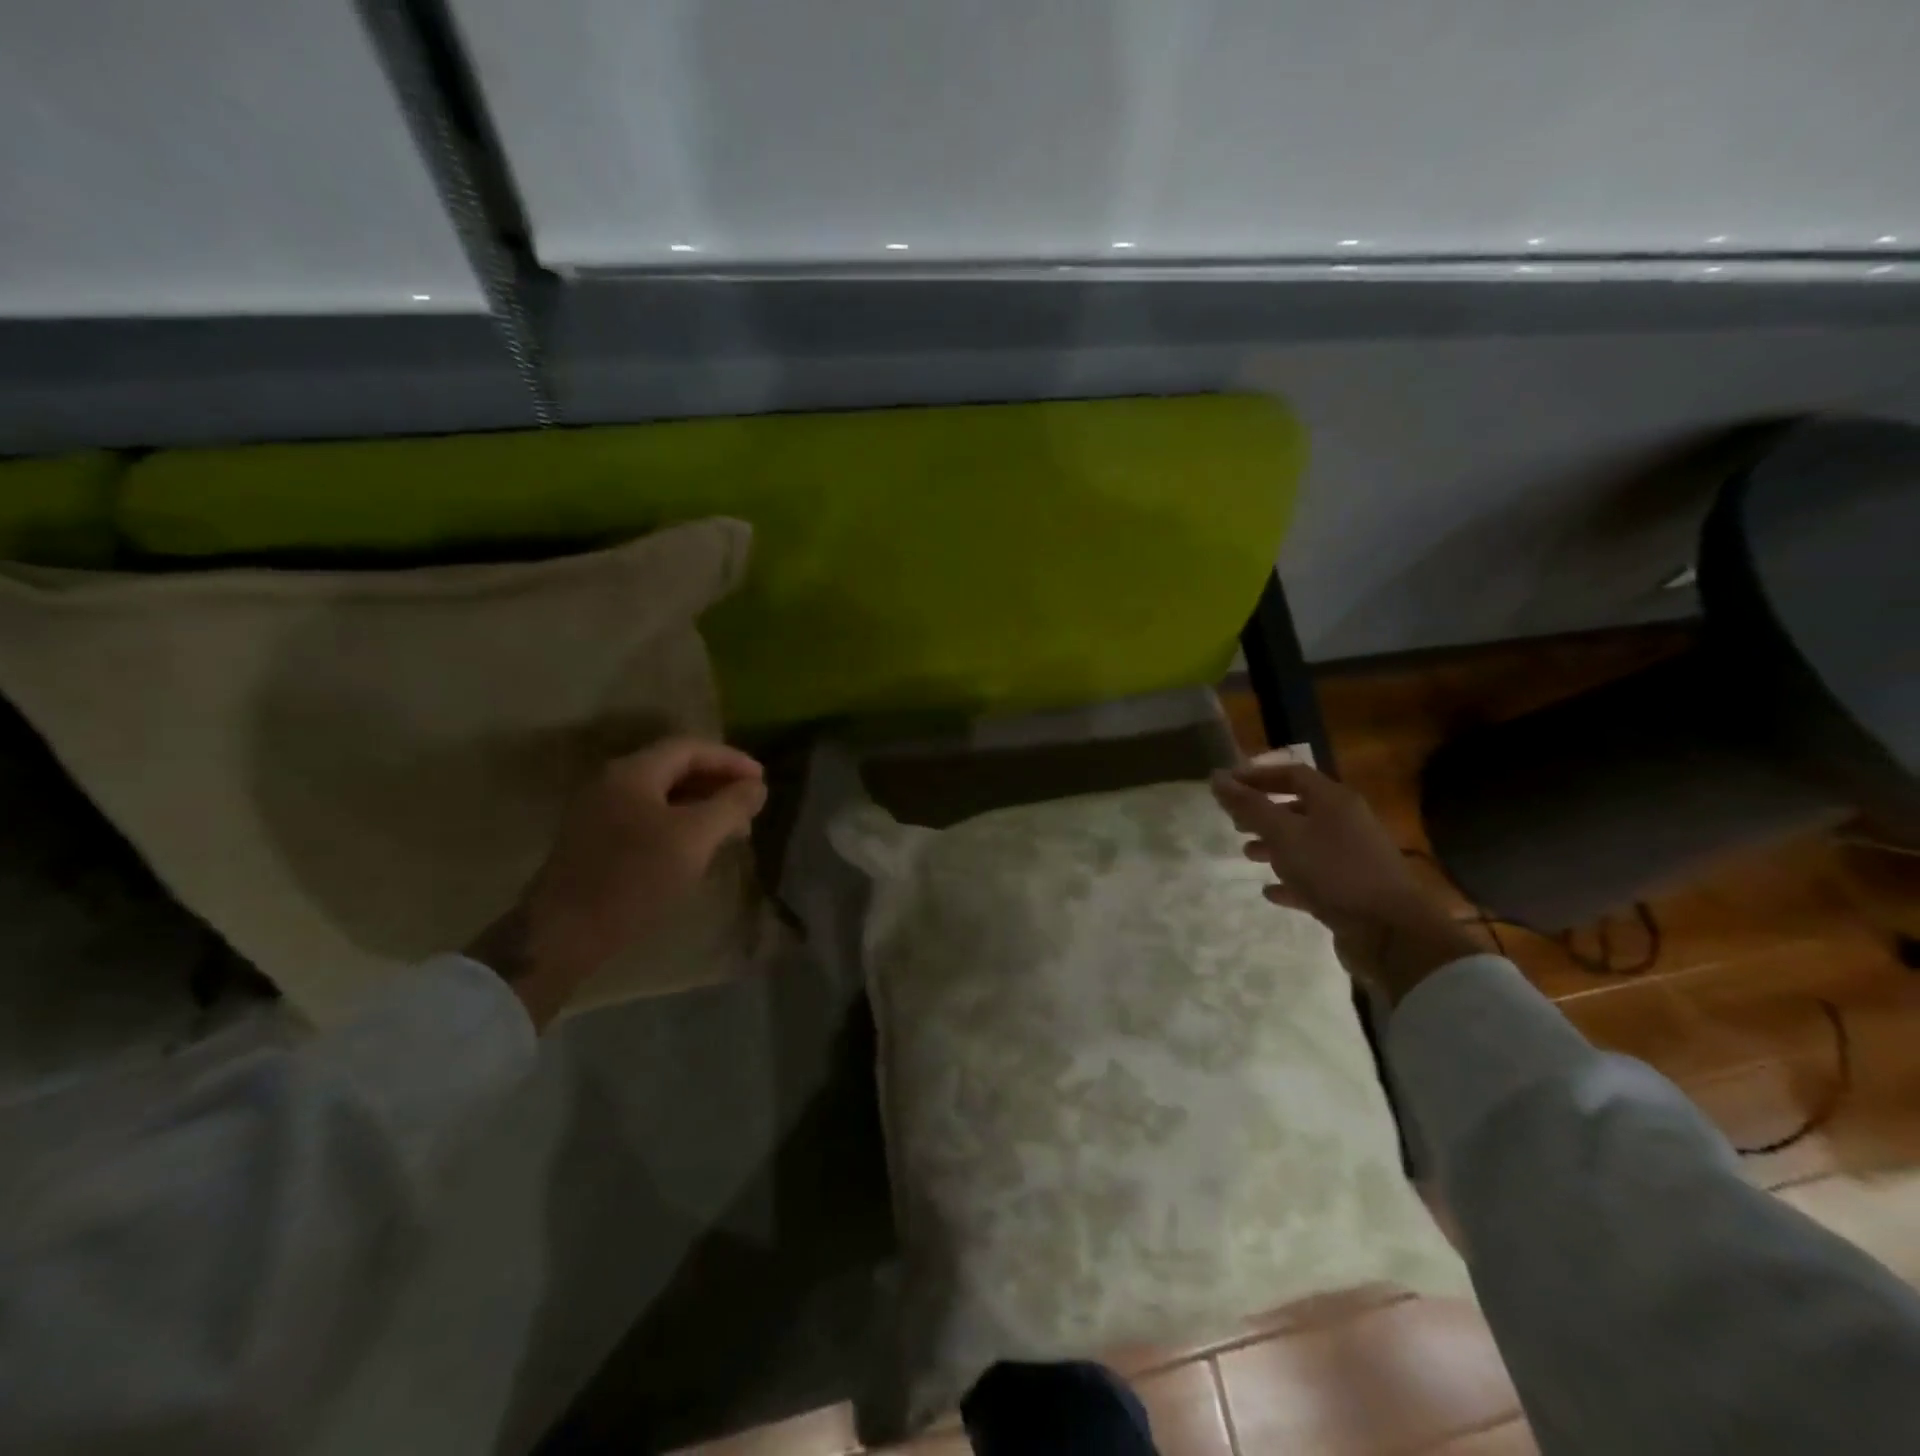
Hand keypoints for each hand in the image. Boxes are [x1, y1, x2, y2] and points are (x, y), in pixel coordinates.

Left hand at [468, 737, 766, 1027]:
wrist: (563, 934)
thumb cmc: (634, 878)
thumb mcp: (694, 839)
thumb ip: (730, 806)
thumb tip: (756, 787)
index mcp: (633, 772)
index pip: (691, 748)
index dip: (731, 760)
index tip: (763, 781)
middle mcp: (612, 783)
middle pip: (675, 768)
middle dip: (718, 783)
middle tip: (751, 805)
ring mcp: (600, 813)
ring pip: (662, 796)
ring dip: (701, 805)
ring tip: (732, 830)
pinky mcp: (596, 842)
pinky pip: (648, 818)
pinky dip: (680, 823)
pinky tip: (697, 849)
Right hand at [1210, 759, 1480, 1002]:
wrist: (1390, 931)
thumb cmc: (1333, 871)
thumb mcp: (1283, 834)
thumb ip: (1249, 806)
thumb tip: (1216, 777)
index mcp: (1333, 801)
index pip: (1291, 774)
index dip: (1257, 776)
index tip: (1226, 786)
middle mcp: (1345, 823)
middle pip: (1298, 808)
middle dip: (1263, 812)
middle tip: (1234, 822)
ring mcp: (1351, 857)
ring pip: (1305, 843)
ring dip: (1274, 846)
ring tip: (1247, 855)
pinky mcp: (1351, 890)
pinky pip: (1314, 877)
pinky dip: (1290, 880)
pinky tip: (1270, 891)